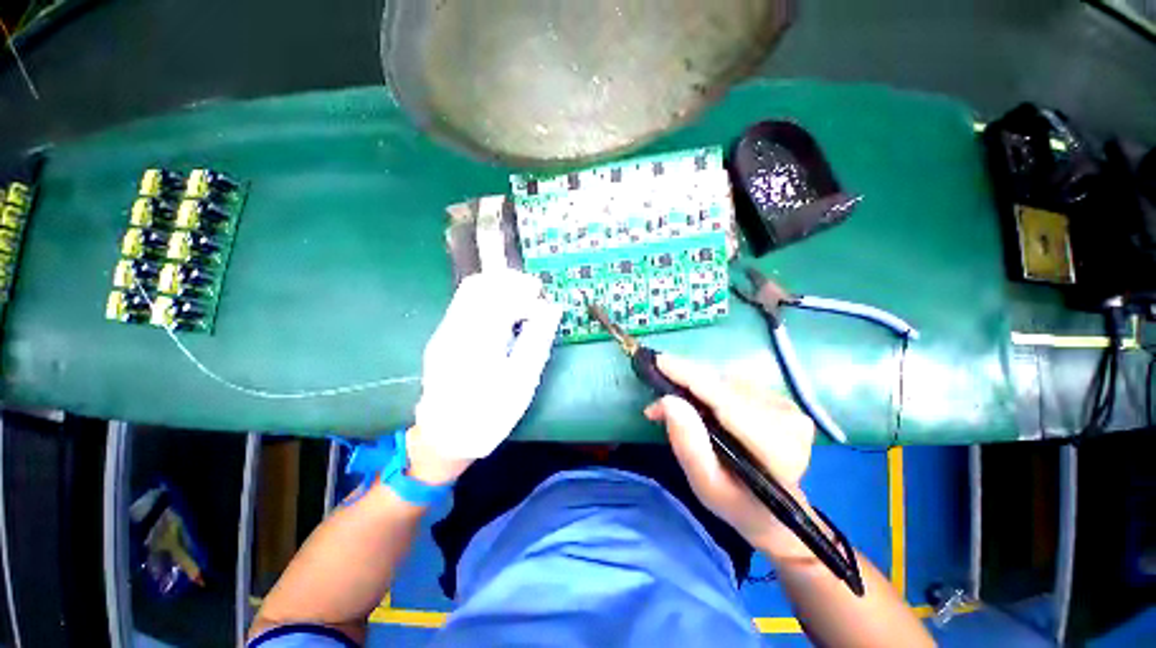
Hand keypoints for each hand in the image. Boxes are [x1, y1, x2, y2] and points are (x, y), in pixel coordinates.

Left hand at [413, 270, 562, 472]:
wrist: (445, 438)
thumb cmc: (489, 414)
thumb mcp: (522, 381)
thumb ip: (538, 340)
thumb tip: (553, 309)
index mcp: (476, 341)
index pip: (497, 295)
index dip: (524, 290)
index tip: (543, 302)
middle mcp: (453, 329)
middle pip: (478, 285)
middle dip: (510, 283)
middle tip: (534, 296)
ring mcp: (444, 331)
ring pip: (470, 292)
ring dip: (499, 290)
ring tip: (522, 306)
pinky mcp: (443, 336)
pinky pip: (466, 305)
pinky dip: (489, 302)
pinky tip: (504, 318)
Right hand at [643, 354, 816, 557]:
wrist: (773, 512)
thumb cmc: (735, 503)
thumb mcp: (704, 484)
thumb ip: (688, 444)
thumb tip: (668, 401)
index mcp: (776, 449)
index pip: (726, 402)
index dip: (690, 378)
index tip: (659, 361)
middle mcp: (788, 420)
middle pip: (725, 387)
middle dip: (686, 380)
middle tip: (656, 378)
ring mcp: (788, 407)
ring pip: (727, 381)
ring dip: (696, 384)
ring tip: (677, 400)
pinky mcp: (781, 400)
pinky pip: (735, 383)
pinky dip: (710, 387)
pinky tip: (700, 401)